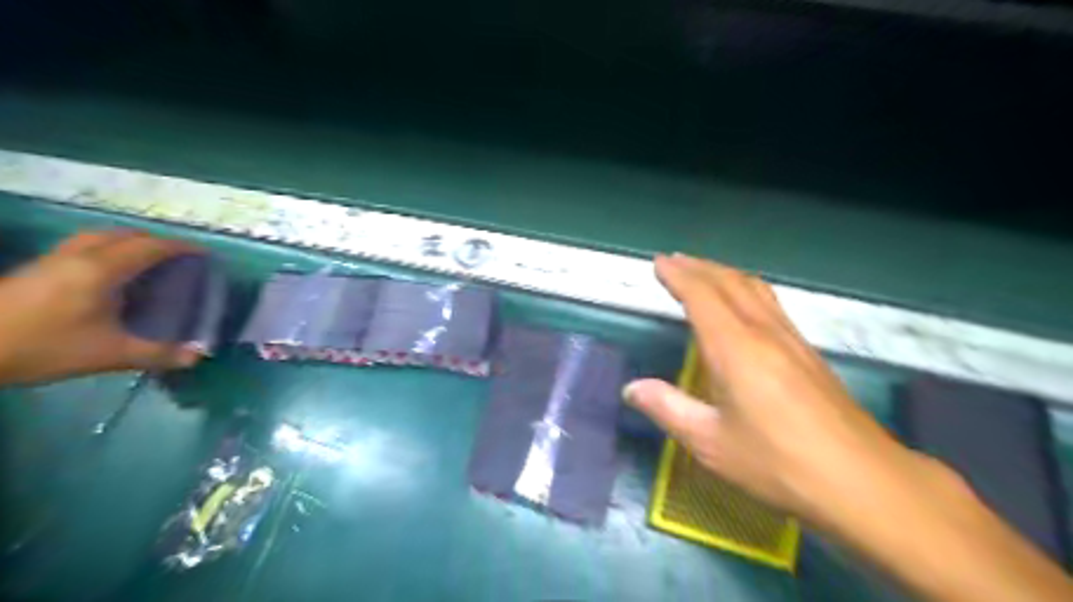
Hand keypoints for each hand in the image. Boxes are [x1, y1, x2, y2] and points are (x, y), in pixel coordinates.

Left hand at [0, 229, 203, 384]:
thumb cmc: (42, 346)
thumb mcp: (108, 354)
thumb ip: (157, 353)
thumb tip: (197, 356)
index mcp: (102, 270)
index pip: (151, 247)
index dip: (181, 248)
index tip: (205, 254)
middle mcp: (79, 256)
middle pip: (125, 234)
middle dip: (157, 241)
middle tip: (179, 259)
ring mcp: (53, 259)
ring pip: (100, 237)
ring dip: (129, 242)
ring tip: (148, 260)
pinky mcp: (37, 269)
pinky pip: (84, 246)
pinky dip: (108, 250)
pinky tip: (111, 273)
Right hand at [630, 254, 1072, 601]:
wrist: (862, 480)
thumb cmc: (778, 463)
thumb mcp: (711, 443)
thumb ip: (668, 408)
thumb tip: (631, 389)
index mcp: (735, 349)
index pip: (702, 296)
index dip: (679, 276)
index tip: (659, 262)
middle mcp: (764, 333)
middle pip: (729, 283)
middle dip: (699, 267)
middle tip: (674, 260)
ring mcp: (791, 339)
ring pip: (754, 289)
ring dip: (724, 273)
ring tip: (703, 271)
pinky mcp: (808, 352)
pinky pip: (770, 303)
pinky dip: (746, 289)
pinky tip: (745, 302)